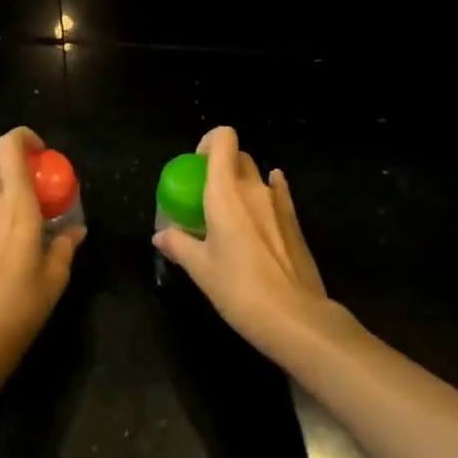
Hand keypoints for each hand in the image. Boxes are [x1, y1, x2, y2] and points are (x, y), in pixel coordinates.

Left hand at [0, 126, 85, 380]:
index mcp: (16, 205)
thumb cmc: (20, 306)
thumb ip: (66, 246)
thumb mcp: (55, 277)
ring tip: (34, 224)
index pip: (8, 147)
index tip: (45, 154)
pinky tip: (15, 249)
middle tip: (42, 191)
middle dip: (19, 168)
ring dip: (9, 194)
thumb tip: (75, 230)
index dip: (24, 138)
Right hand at [153, 126, 333, 358]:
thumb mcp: (200, 269)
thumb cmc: (239, 289)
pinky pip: (277, 194)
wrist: (296, 318)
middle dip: (220, 166)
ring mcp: (278, 203)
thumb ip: (179, 245)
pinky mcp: (295, 222)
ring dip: (241, 186)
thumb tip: (160, 236)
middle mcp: (254, 188)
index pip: (223, 138)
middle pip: (238, 157)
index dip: (208, 142)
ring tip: (230, 216)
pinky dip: (266, 195)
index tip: (195, 166)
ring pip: (257, 177)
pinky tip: (261, 211)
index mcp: (225, 192)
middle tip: (205, 195)